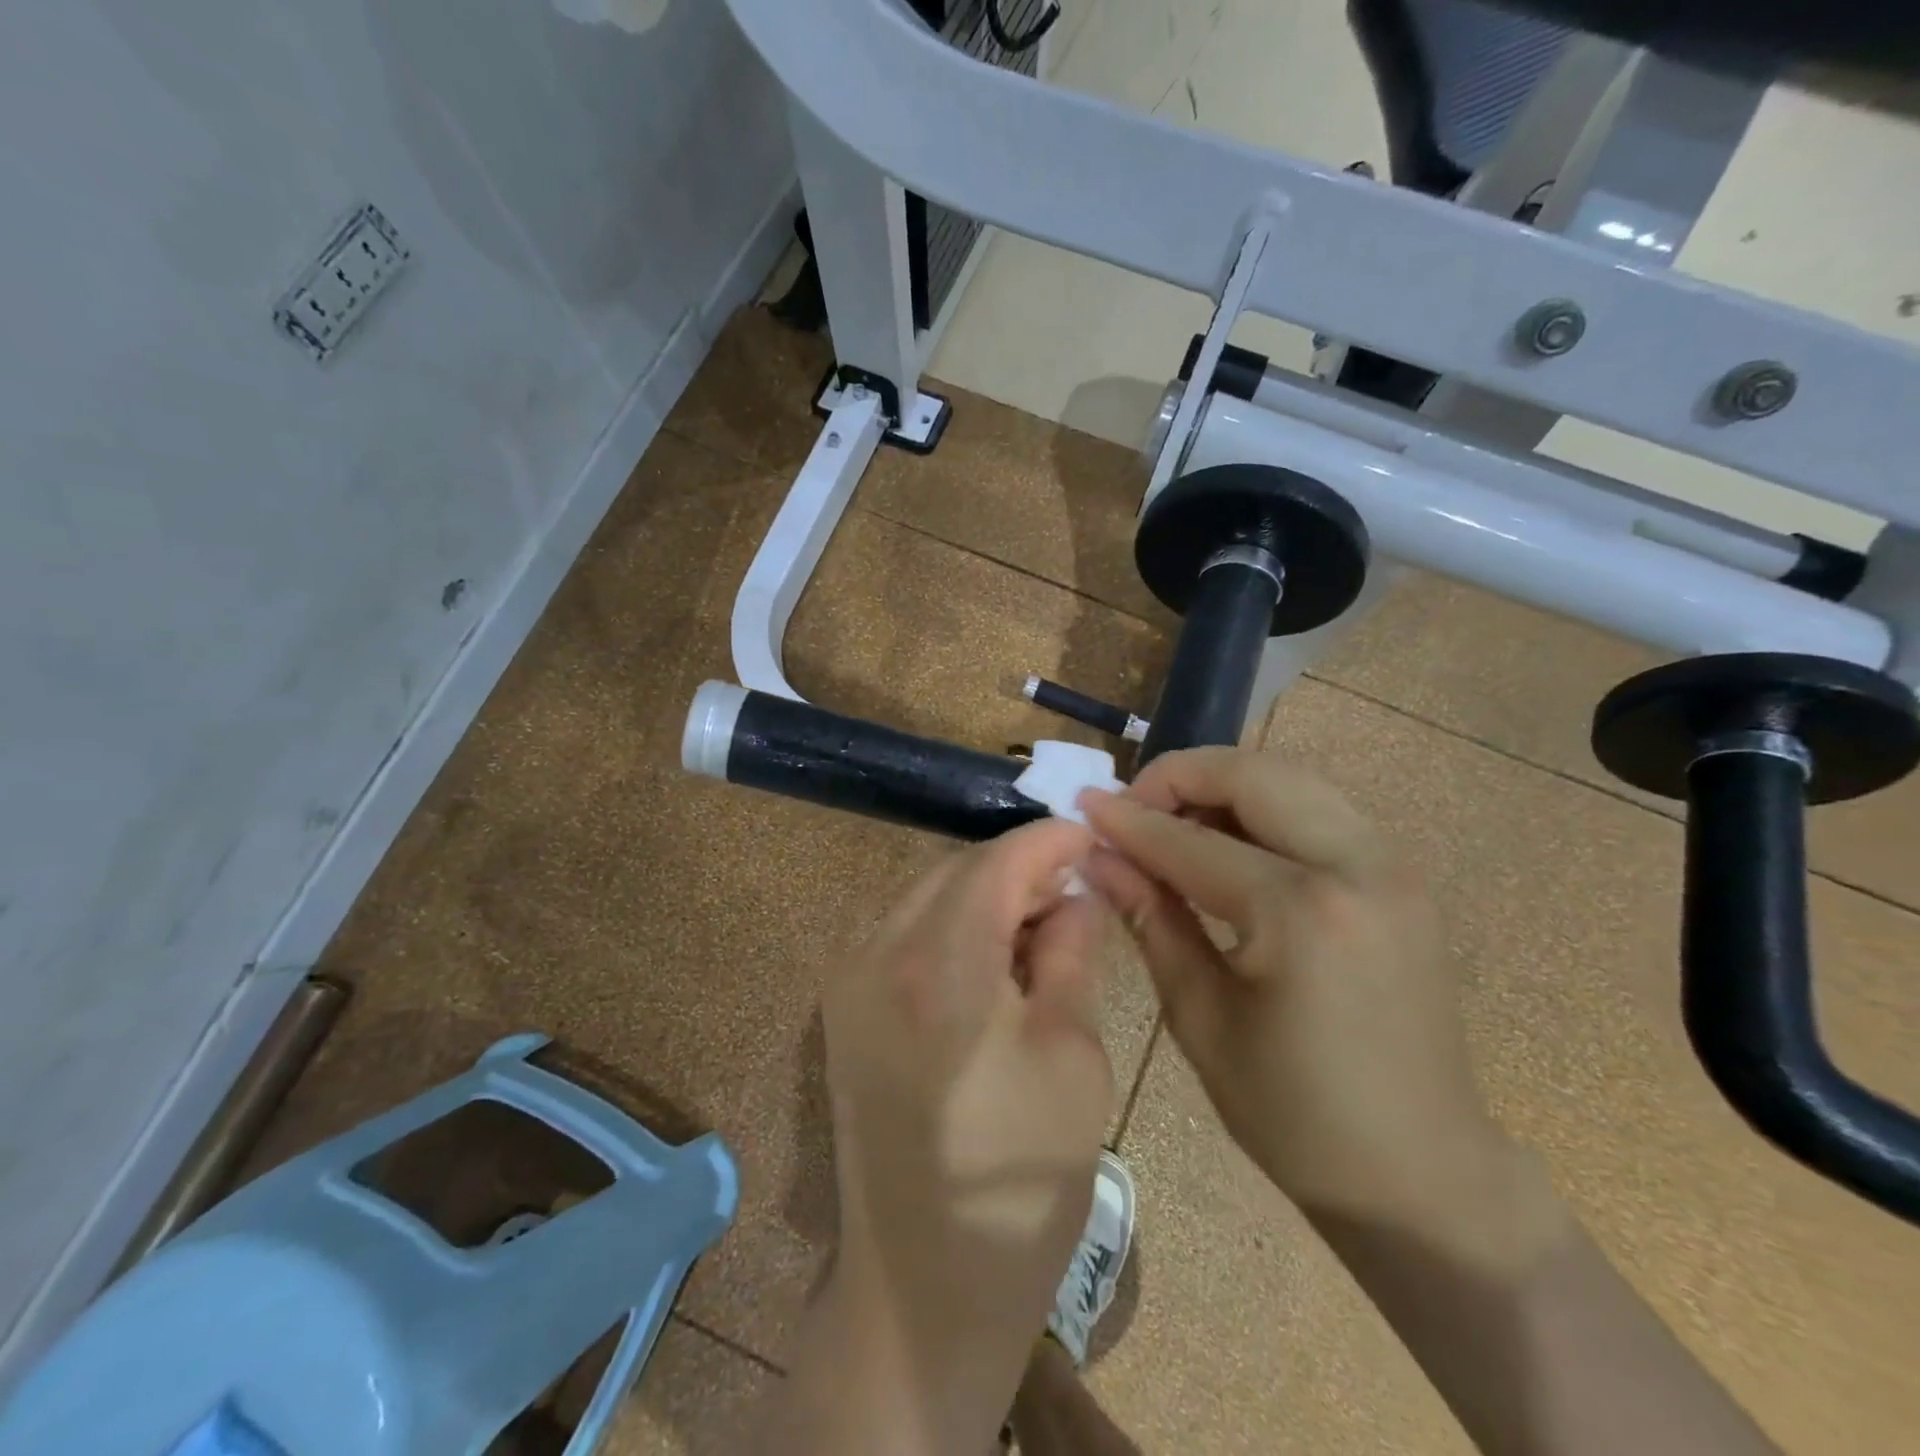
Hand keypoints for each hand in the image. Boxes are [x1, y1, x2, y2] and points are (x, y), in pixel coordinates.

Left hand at [820, 820, 1113, 1451]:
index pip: (997, 862)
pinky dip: (952, 924)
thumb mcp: (1072, 1057)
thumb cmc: (1018, 1180)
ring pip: (927, 895)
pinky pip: (904, 931)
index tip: (1091, 835)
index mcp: (938, 964)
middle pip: (957, 870)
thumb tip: (1077, 892)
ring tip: (1042, 922)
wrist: (921, 1288)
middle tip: (1076, 887)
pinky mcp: (842, 1005)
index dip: (1049, 840)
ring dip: (985, 894)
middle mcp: (876, 952)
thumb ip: (1072, 954)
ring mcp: (848, 977)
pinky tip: (992, 954)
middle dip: (1019, 867)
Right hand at [1080, 747, 1512, 1234]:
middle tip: (1132, 806)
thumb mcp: (1200, 1017)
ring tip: (1174, 822)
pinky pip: (1320, 809)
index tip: (1083, 806)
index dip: (1129, 821)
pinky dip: (1264, 807)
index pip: (1191, 842)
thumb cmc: (1294, 1113)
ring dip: (1223, 785)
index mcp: (1301, 914)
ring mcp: (1392, 866)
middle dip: (1181, 776)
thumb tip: (1098, 857)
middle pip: (1254, 775)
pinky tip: (1228, 843)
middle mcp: (1357, 867)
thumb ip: (1150, 919)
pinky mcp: (1402, 877)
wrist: (1422, 1171)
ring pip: (1292, 779)